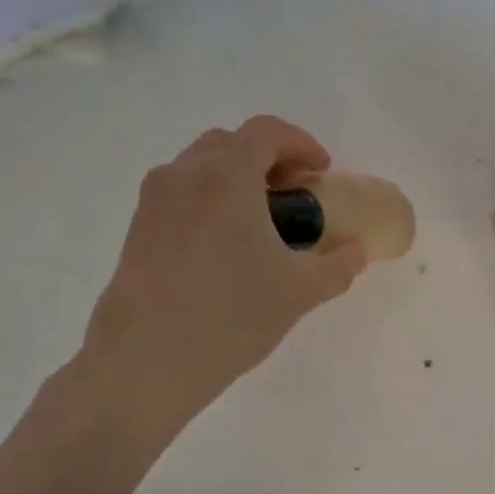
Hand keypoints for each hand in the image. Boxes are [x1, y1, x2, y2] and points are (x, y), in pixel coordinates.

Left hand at [81, 116, 366, 413]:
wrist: (145, 361)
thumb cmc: (230, 315)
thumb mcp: (299, 292)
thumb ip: (337, 266)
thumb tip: (357, 252)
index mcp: (227, 176)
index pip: (266, 131)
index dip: (301, 143)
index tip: (322, 172)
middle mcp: (184, 175)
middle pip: (231, 143)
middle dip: (269, 159)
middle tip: (295, 195)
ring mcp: (154, 202)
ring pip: (200, 168)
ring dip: (236, 180)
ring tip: (261, 223)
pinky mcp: (137, 230)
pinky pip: (181, 196)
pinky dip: (210, 202)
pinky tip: (226, 249)